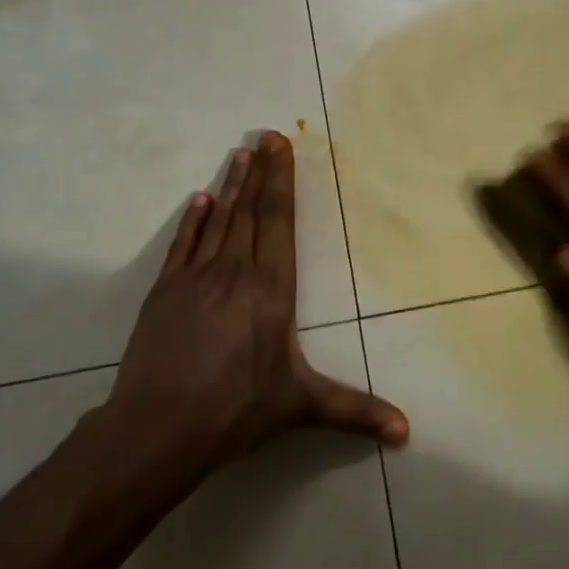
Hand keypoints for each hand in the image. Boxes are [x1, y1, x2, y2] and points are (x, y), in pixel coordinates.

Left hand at [107, 132, 408, 467]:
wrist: (159, 426)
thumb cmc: (237, 410)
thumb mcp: (301, 406)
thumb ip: (355, 411)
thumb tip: (408, 432)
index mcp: (271, 289)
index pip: (278, 222)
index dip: (282, 182)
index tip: (281, 147)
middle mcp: (235, 272)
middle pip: (250, 211)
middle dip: (260, 172)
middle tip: (265, 136)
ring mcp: (196, 277)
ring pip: (218, 220)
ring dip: (230, 186)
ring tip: (239, 155)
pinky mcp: (165, 290)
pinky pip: (183, 244)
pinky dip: (192, 220)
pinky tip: (198, 200)